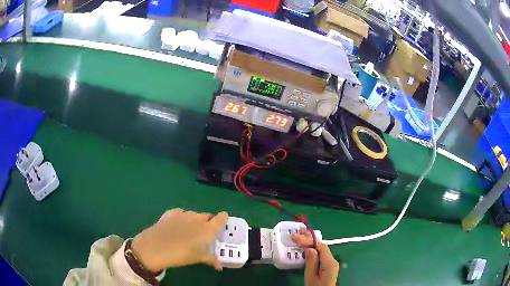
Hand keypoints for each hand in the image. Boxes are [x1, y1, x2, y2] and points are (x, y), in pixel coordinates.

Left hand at [131, 208, 227, 271]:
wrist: (156, 247)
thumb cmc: (181, 255)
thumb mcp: (198, 258)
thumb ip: (211, 259)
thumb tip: (220, 266)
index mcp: (208, 229)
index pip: (221, 218)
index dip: (223, 218)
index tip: (223, 221)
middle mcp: (197, 218)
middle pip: (207, 216)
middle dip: (208, 221)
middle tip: (205, 232)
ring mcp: (183, 214)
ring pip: (194, 214)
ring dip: (195, 220)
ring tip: (190, 230)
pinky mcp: (170, 212)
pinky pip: (181, 213)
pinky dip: (182, 217)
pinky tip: (177, 225)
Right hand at [292, 230, 339, 285]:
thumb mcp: (311, 277)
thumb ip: (311, 262)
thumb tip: (309, 247)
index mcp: (330, 262)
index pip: (319, 246)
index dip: (308, 239)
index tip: (295, 236)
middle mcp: (333, 260)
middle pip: (321, 246)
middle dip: (310, 238)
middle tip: (298, 231)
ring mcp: (331, 263)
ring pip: (321, 249)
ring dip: (311, 242)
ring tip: (301, 235)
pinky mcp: (329, 266)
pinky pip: (321, 254)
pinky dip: (313, 249)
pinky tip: (307, 247)